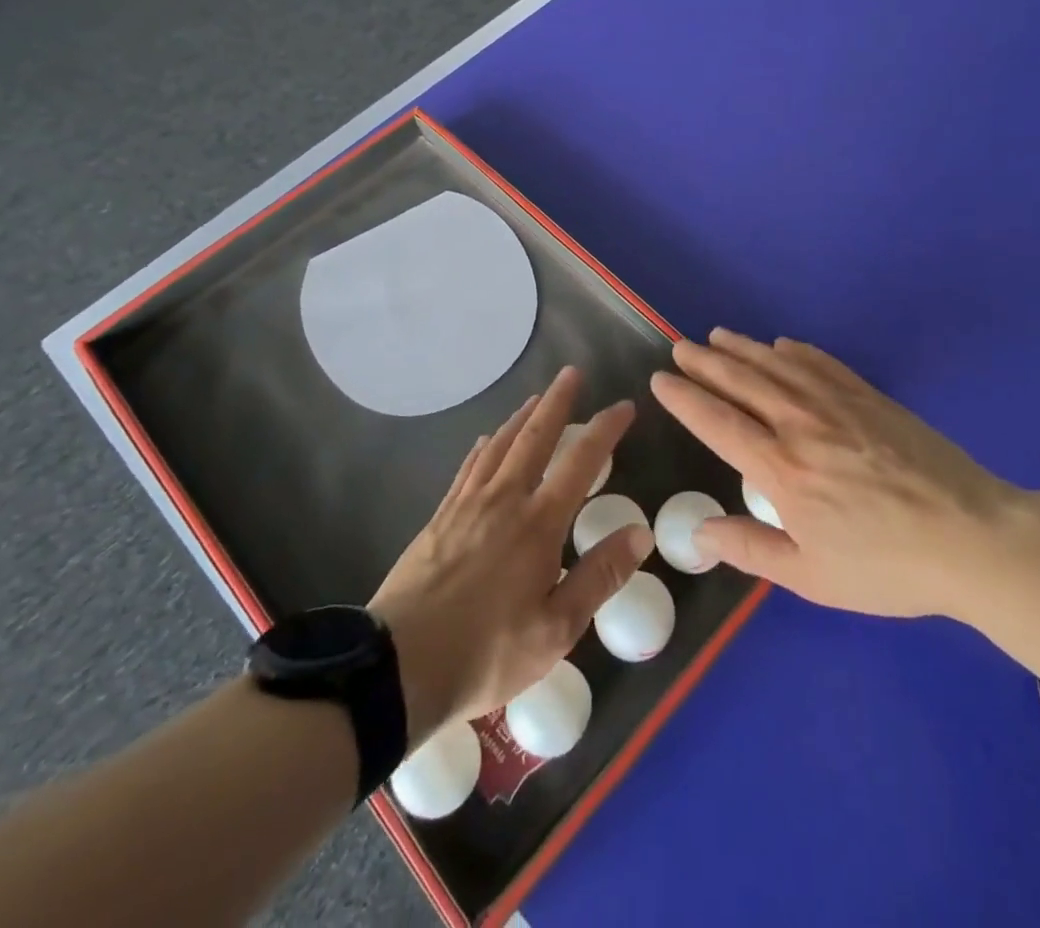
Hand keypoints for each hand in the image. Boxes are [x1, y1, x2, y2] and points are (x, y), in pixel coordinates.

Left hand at [368, 368, 650, 747]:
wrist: (398, 666)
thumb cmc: (487, 652)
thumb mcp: (556, 628)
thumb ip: (599, 576)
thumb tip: (640, 533)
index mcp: (538, 524)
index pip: (580, 462)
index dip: (605, 430)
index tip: (623, 406)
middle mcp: (504, 500)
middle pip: (535, 437)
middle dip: (557, 402)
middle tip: (571, 373)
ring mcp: (467, 505)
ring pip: (499, 446)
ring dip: (521, 417)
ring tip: (536, 399)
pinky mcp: (440, 518)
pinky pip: (468, 468)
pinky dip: (484, 447)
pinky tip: (487, 441)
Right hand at [651, 329, 1018, 621]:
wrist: (972, 537)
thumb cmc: (888, 566)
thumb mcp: (813, 576)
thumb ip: (751, 549)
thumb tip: (699, 533)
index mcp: (781, 470)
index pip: (718, 423)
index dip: (686, 398)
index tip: (661, 379)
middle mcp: (801, 425)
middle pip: (742, 382)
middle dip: (706, 362)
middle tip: (680, 346)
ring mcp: (838, 404)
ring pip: (778, 365)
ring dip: (743, 348)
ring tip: (717, 335)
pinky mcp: (870, 397)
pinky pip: (822, 363)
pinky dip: (796, 351)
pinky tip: (782, 344)